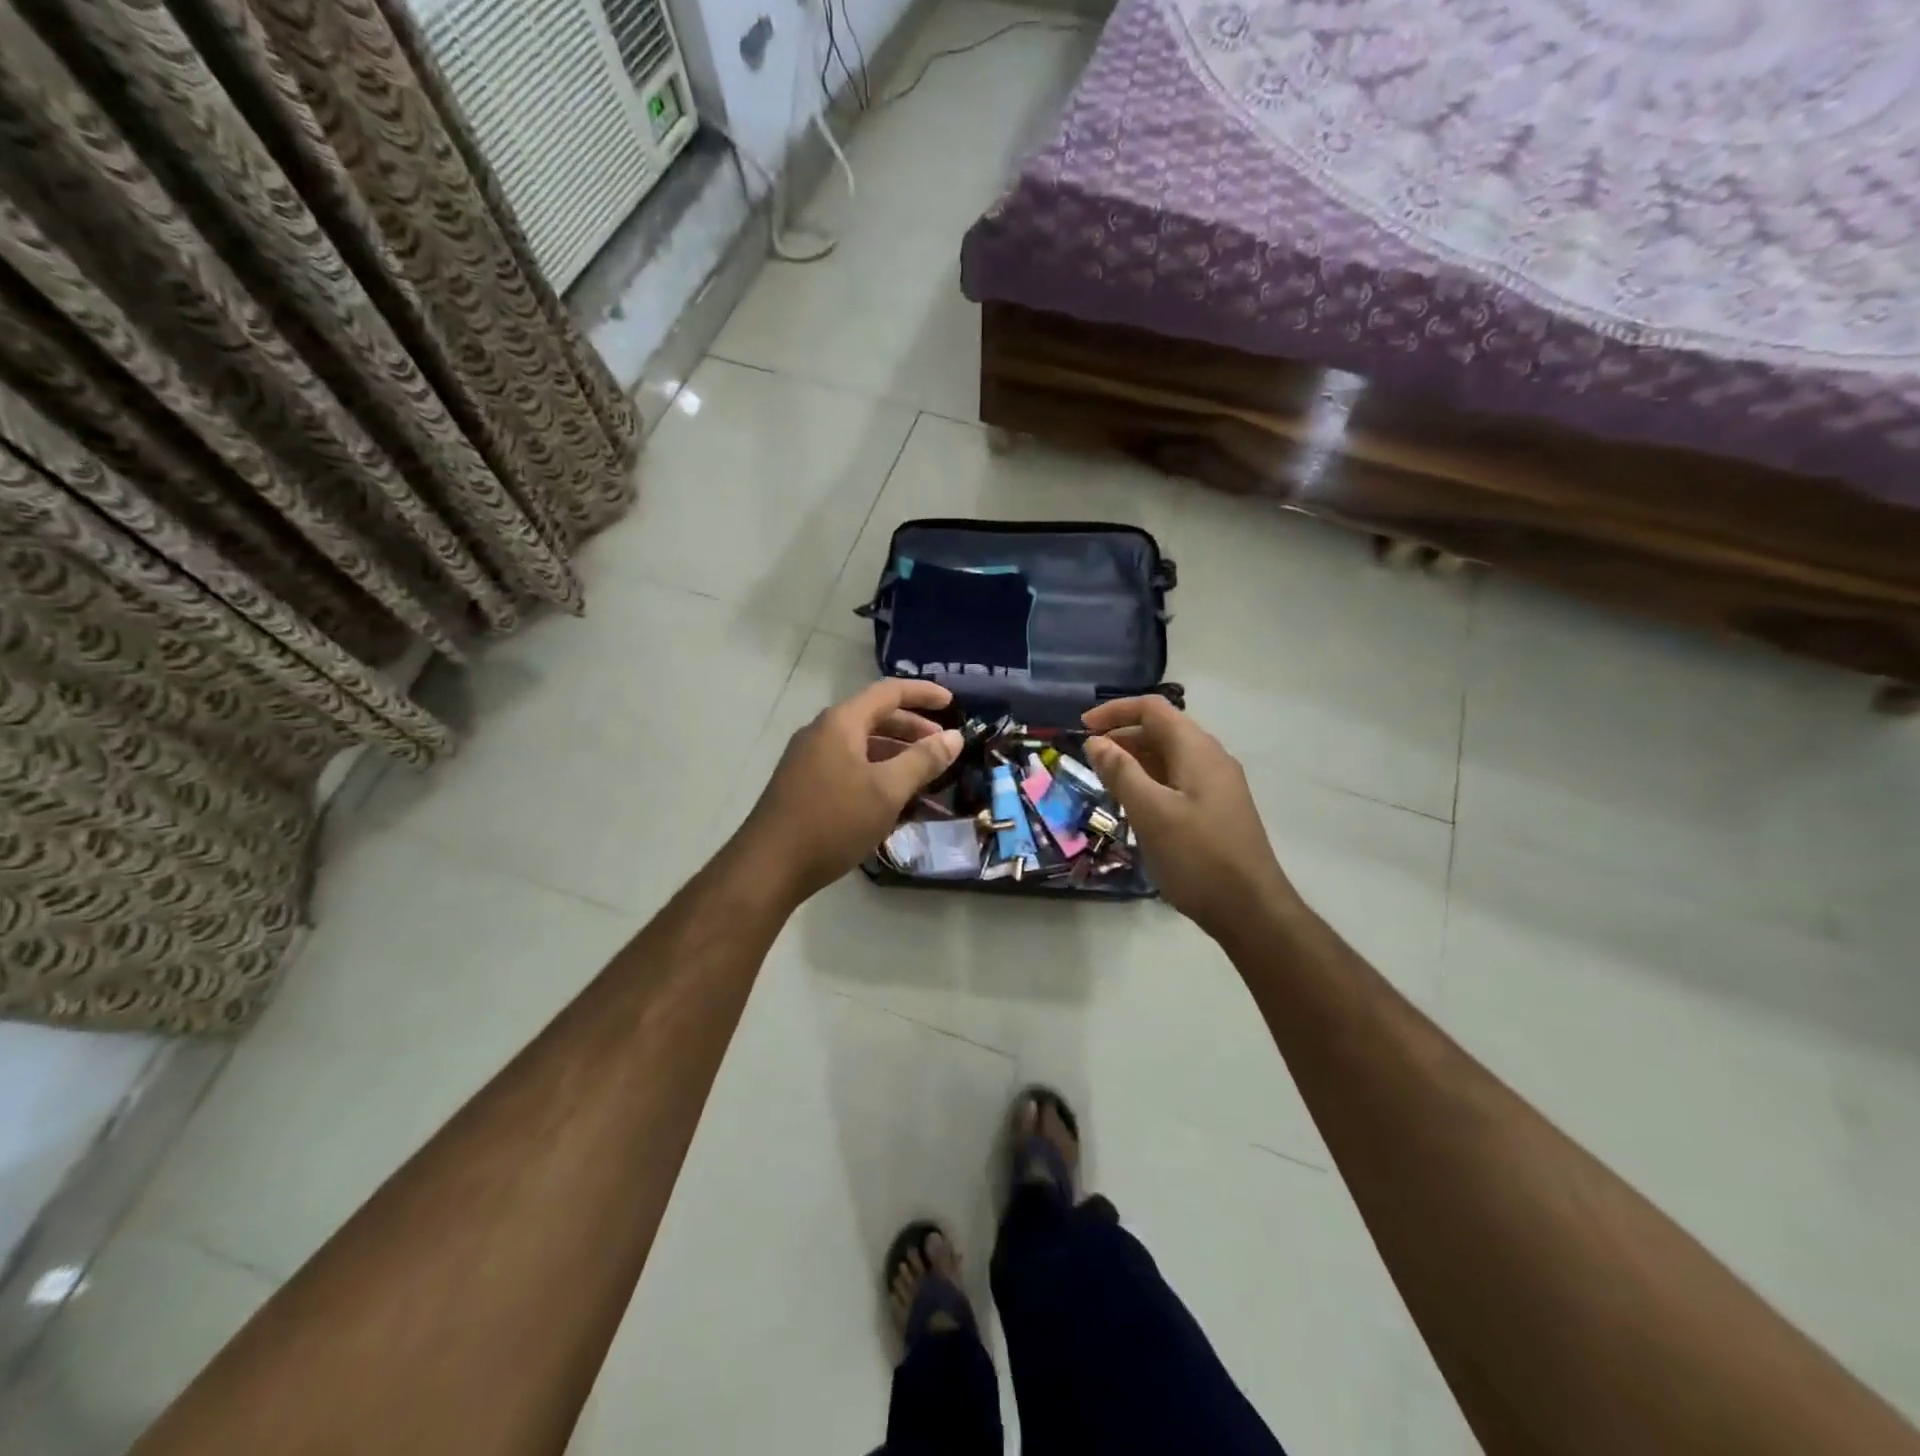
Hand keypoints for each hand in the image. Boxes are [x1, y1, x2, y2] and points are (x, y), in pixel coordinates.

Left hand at [741, 680, 963, 903]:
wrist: (769, 866)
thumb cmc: (832, 821)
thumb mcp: (887, 791)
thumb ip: (923, 760)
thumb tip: (954, 737)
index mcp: (841, 723)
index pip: (889, 692)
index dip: (923, 694)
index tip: (953, 704)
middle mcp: (822, 732)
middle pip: (875, 717)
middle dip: (912, 729)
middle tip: (942, 747)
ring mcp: (809, 759)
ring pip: (862, 745)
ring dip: (896, 754)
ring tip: (924, 776)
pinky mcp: (804, 784)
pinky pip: (849, 766)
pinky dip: (876, 772)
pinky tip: (891, 798)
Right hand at [1082, 697, 1297, 940]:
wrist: (1251, 910)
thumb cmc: (1197, 857)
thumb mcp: (1151, 812)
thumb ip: (1121, 772)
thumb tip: (1096, 742)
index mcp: (1197, 750)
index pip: (1153, 709)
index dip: (1115, 711)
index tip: (1081, 727)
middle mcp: (1211, 758)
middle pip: (1161, 730)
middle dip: (1122, 737)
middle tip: (1089, 760)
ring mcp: (1217, 785)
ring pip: (1169, 757)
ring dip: (1135, 761)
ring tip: (1105, 782)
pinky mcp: (1217, 809)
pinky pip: (1178, 780)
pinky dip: (1150, 782)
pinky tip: (1134, 807)